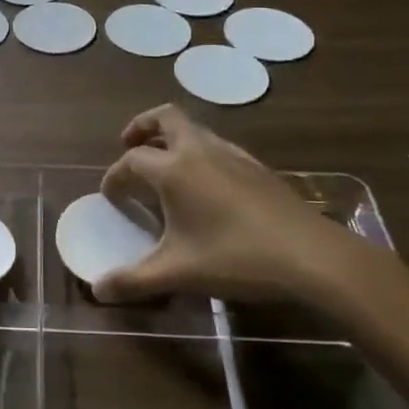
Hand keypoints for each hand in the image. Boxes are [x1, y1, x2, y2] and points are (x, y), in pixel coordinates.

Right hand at [94, 104, 383, 306]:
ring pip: (194, 129)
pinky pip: (217, 145)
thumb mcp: (178, 273)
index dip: (115, 176)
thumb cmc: (236, 258)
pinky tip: (206, 185)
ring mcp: (232, 155)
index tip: (109, 196)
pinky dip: (199, 152)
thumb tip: (98, 291)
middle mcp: (199, 151)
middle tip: (129, 145)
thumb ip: (134, 280)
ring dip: (172, 138)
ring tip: (165, 166)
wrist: (311, 256)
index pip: (131, 161)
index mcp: (174, 169)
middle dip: (141, 127)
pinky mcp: (256, 166)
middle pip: (165, 118)